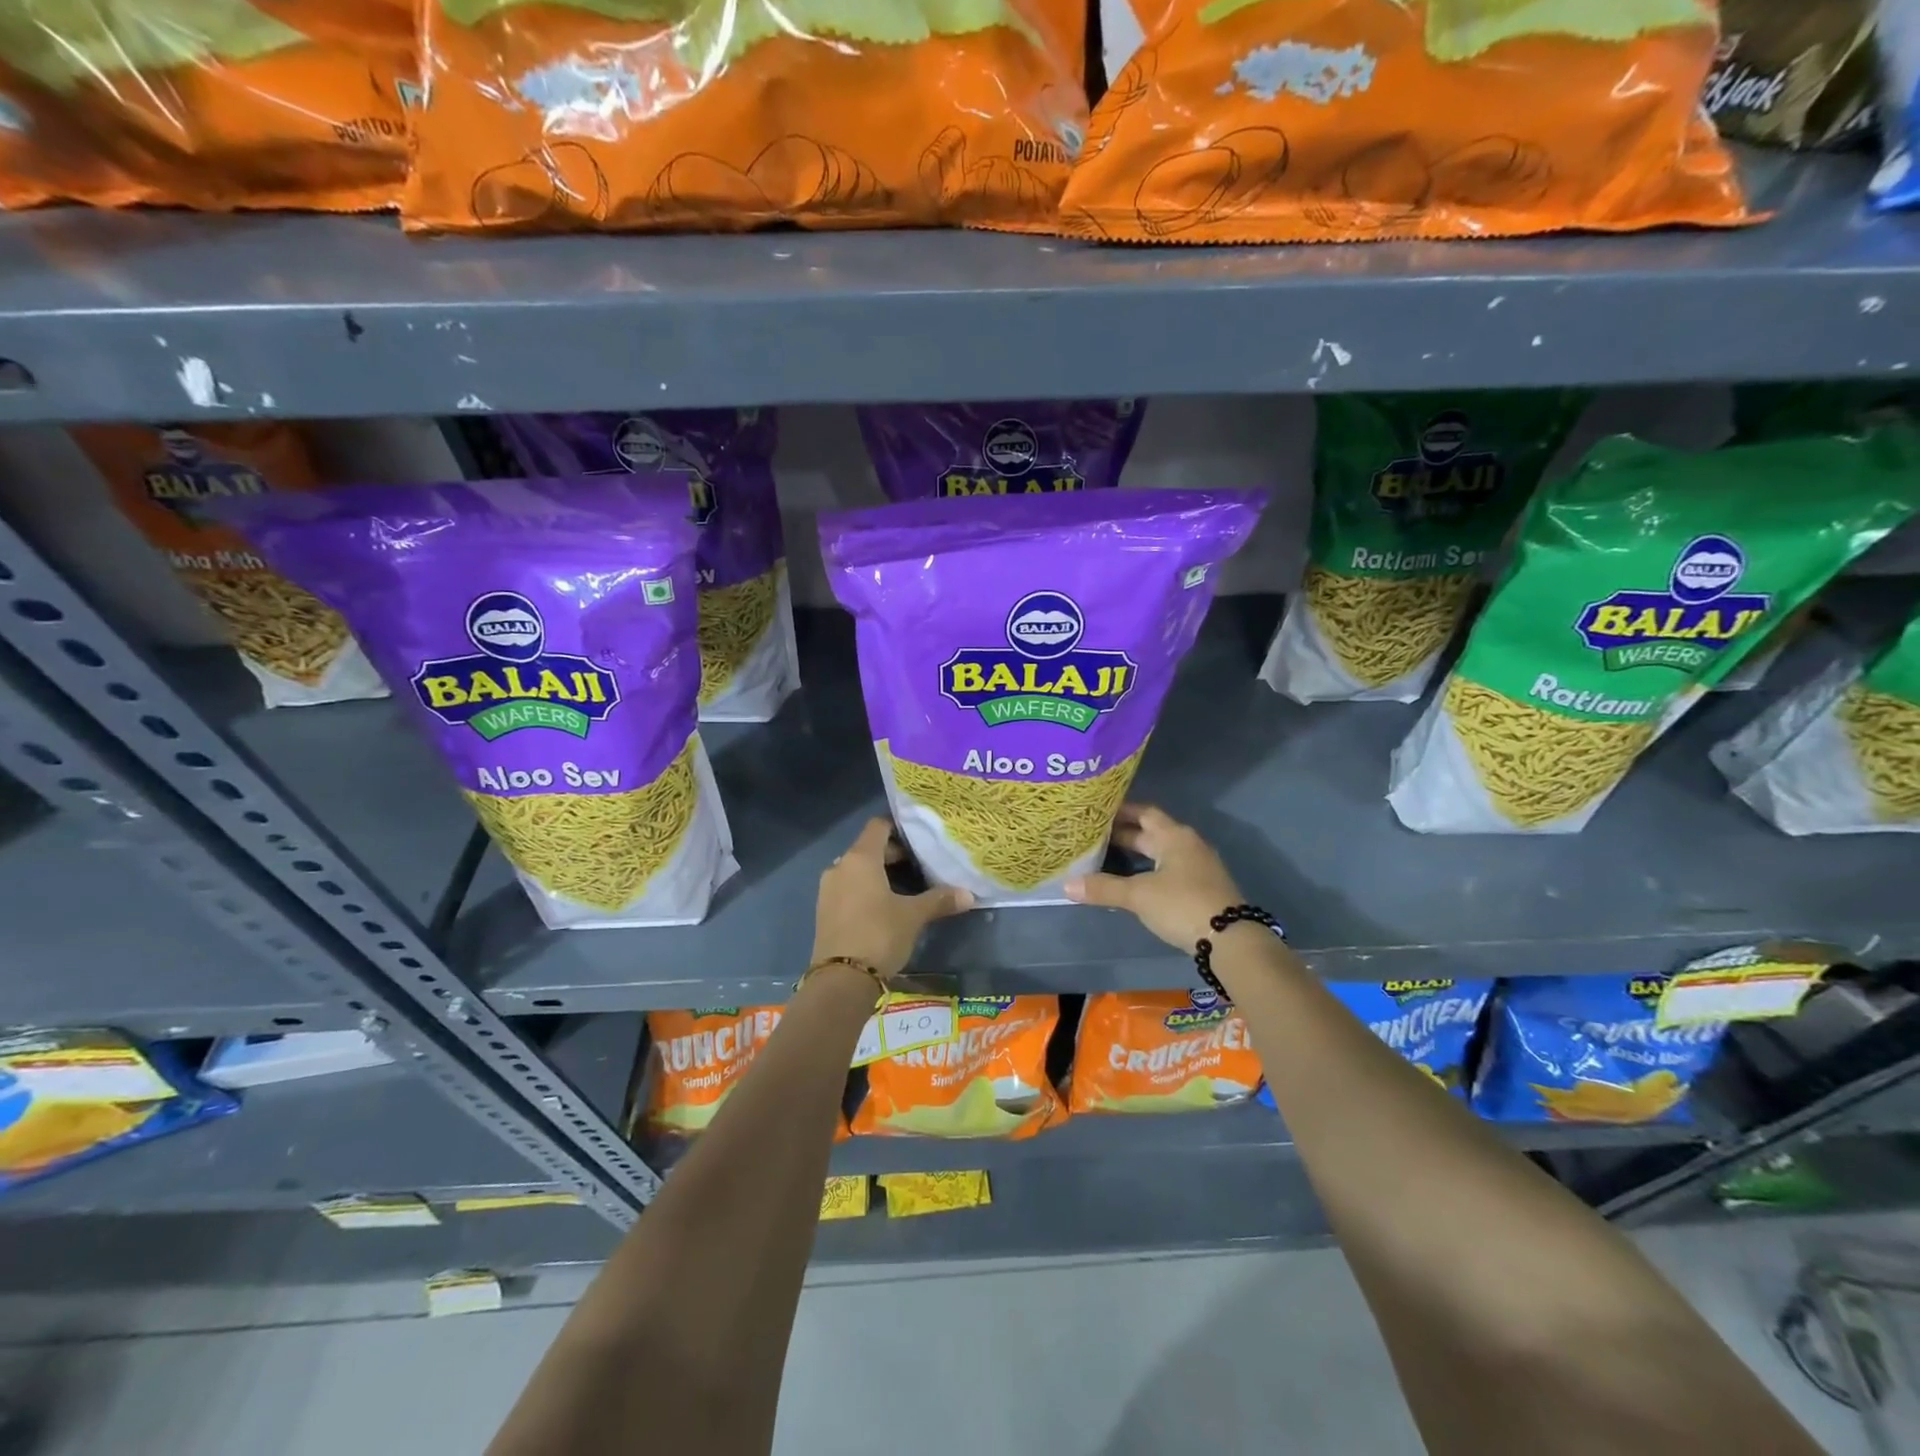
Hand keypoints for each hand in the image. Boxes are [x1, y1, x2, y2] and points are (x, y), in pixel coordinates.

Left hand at [811, 818, 972, 977]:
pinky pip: (848, 889)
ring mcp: (828, 889)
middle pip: (868, 848)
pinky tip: (884, 909)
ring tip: (905, 889)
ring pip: (857, 870)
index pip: (878, 826)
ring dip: (879, 875)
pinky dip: (865, 891)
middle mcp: (840, 866)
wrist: (841, 980)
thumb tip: (969, 894)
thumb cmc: (879, 935)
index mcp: (860, 858)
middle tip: (919, 868)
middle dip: (893, 855)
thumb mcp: (913, 916)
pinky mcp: (824, 911)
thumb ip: (939, 900)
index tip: (919, 839)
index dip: (899, 828)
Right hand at [1066, 804, 1244, 950]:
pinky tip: (1130, 883)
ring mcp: (1196, 867)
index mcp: (1174, 836)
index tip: (1096, 812)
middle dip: (1123, 834)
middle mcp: (1187, 845)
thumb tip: (1067, 886)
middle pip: (1151, 833)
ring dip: (1135, 854)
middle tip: (1092, 836)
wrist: (1230, 940)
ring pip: (1159, 853)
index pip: (1144, 812)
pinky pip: (1167, 870)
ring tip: (1105, 858)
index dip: (1121, 811)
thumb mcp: (1139, 896)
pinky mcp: (1200, 888)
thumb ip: (1104, 888)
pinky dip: (1147, 871)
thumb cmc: (1182, 905)